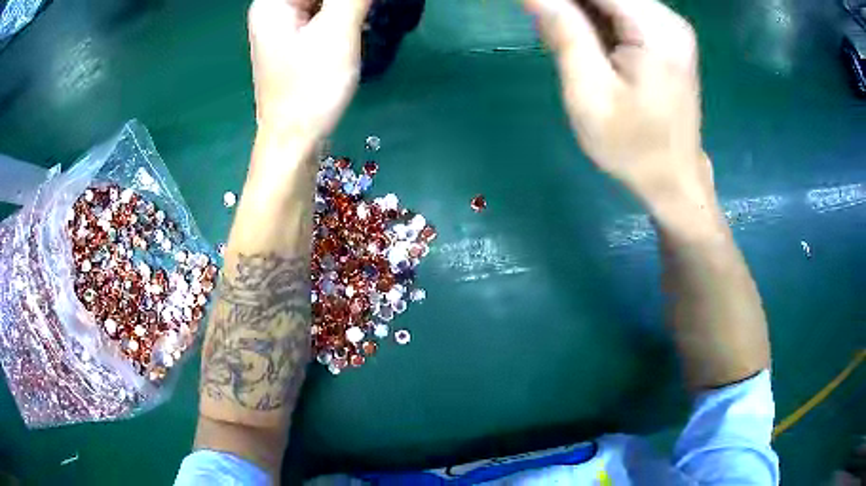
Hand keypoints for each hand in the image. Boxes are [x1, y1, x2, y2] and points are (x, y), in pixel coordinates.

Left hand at [248, 0, 371, 148]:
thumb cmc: (309, 89)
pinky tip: (361, 19)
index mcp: (273, 1)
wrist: (295, 141)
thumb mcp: (337, 32)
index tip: (362, 4)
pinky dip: (344, 11)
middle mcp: (274, 8)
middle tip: (371, 8)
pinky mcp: (297, 39)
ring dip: (348, 3)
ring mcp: (285, 25)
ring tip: (369, 13)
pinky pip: (323, 11)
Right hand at [526, 0, 712, 208]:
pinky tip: (584, 42)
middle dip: (570, 5)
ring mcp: (670, 27)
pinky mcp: (667, 36)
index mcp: (655, 31)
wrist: (674, 180)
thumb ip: (564, 34)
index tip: (535, 8)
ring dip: (580, 11)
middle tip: (544, 27)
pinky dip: (596, 18)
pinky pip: (623, 11)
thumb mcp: (589, 94)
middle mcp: (668, 19)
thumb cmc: (632, 147)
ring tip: (562, 40)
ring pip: (613, 0)